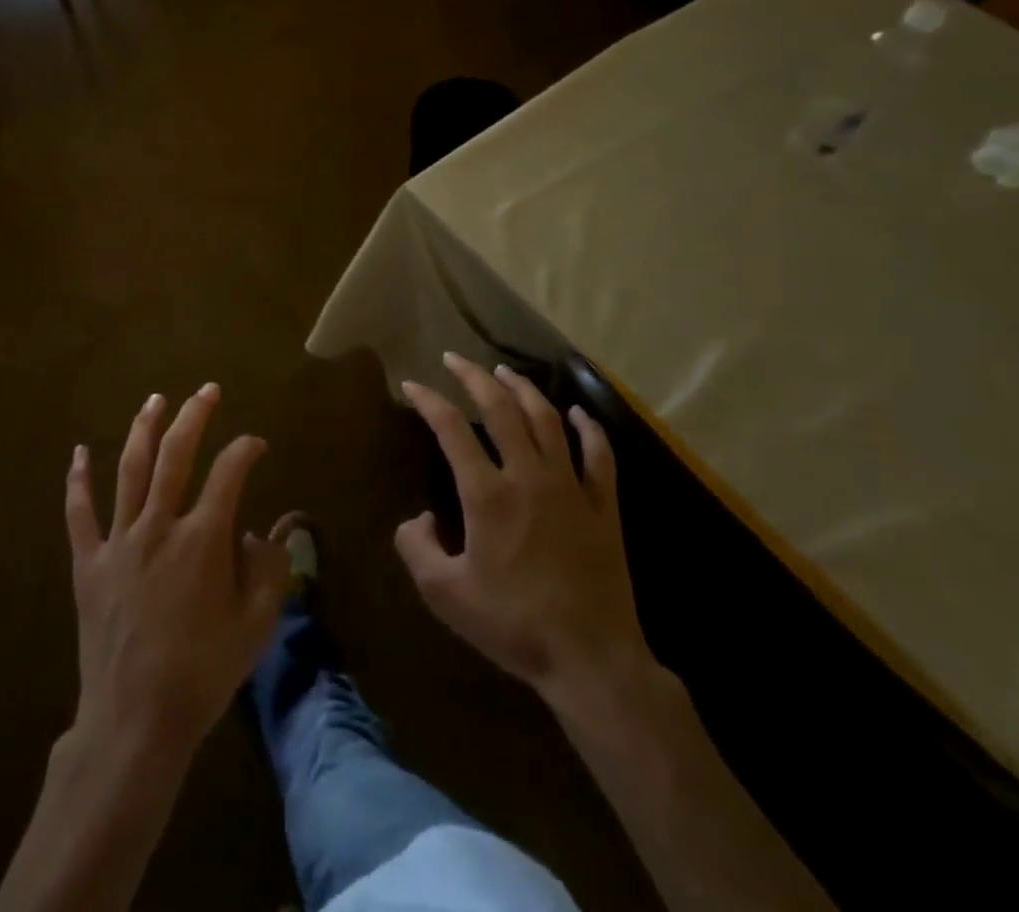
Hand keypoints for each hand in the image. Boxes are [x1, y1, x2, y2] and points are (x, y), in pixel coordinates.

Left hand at [66, 384, 288, 762]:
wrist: (135, 720)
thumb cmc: (202, 674)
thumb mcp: (256, 626)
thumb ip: (268, 571)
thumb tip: (258, 533)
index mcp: (203, 539)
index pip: (229, 473)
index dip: (246, 450)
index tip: (256, 444)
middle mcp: (160, 526)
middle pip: (176, 455)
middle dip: (195, 416)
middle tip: (206, 390)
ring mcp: (119, 541)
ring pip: (131, 470)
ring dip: (144, 430)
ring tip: (155, 399)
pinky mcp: (89, 564)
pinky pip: (80, 513)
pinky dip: (78, 480)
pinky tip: (78, 452)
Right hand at [395, 353, 652, 703]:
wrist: (590, 659)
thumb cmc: (513, 625)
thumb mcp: (445, 594)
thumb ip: (417, 548)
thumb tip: (416, 518)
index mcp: (487, 495)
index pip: (451, 429)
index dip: (429, 401)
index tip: (413, 385)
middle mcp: (528, 477)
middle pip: (500, 410)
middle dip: (474, 378)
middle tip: (456, 359)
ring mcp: (571, 488)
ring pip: (547, 421)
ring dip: (524, 390)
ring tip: (504, 372)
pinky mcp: (604, 507)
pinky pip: (600, 456)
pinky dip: (589, 429)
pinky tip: (579, 413)